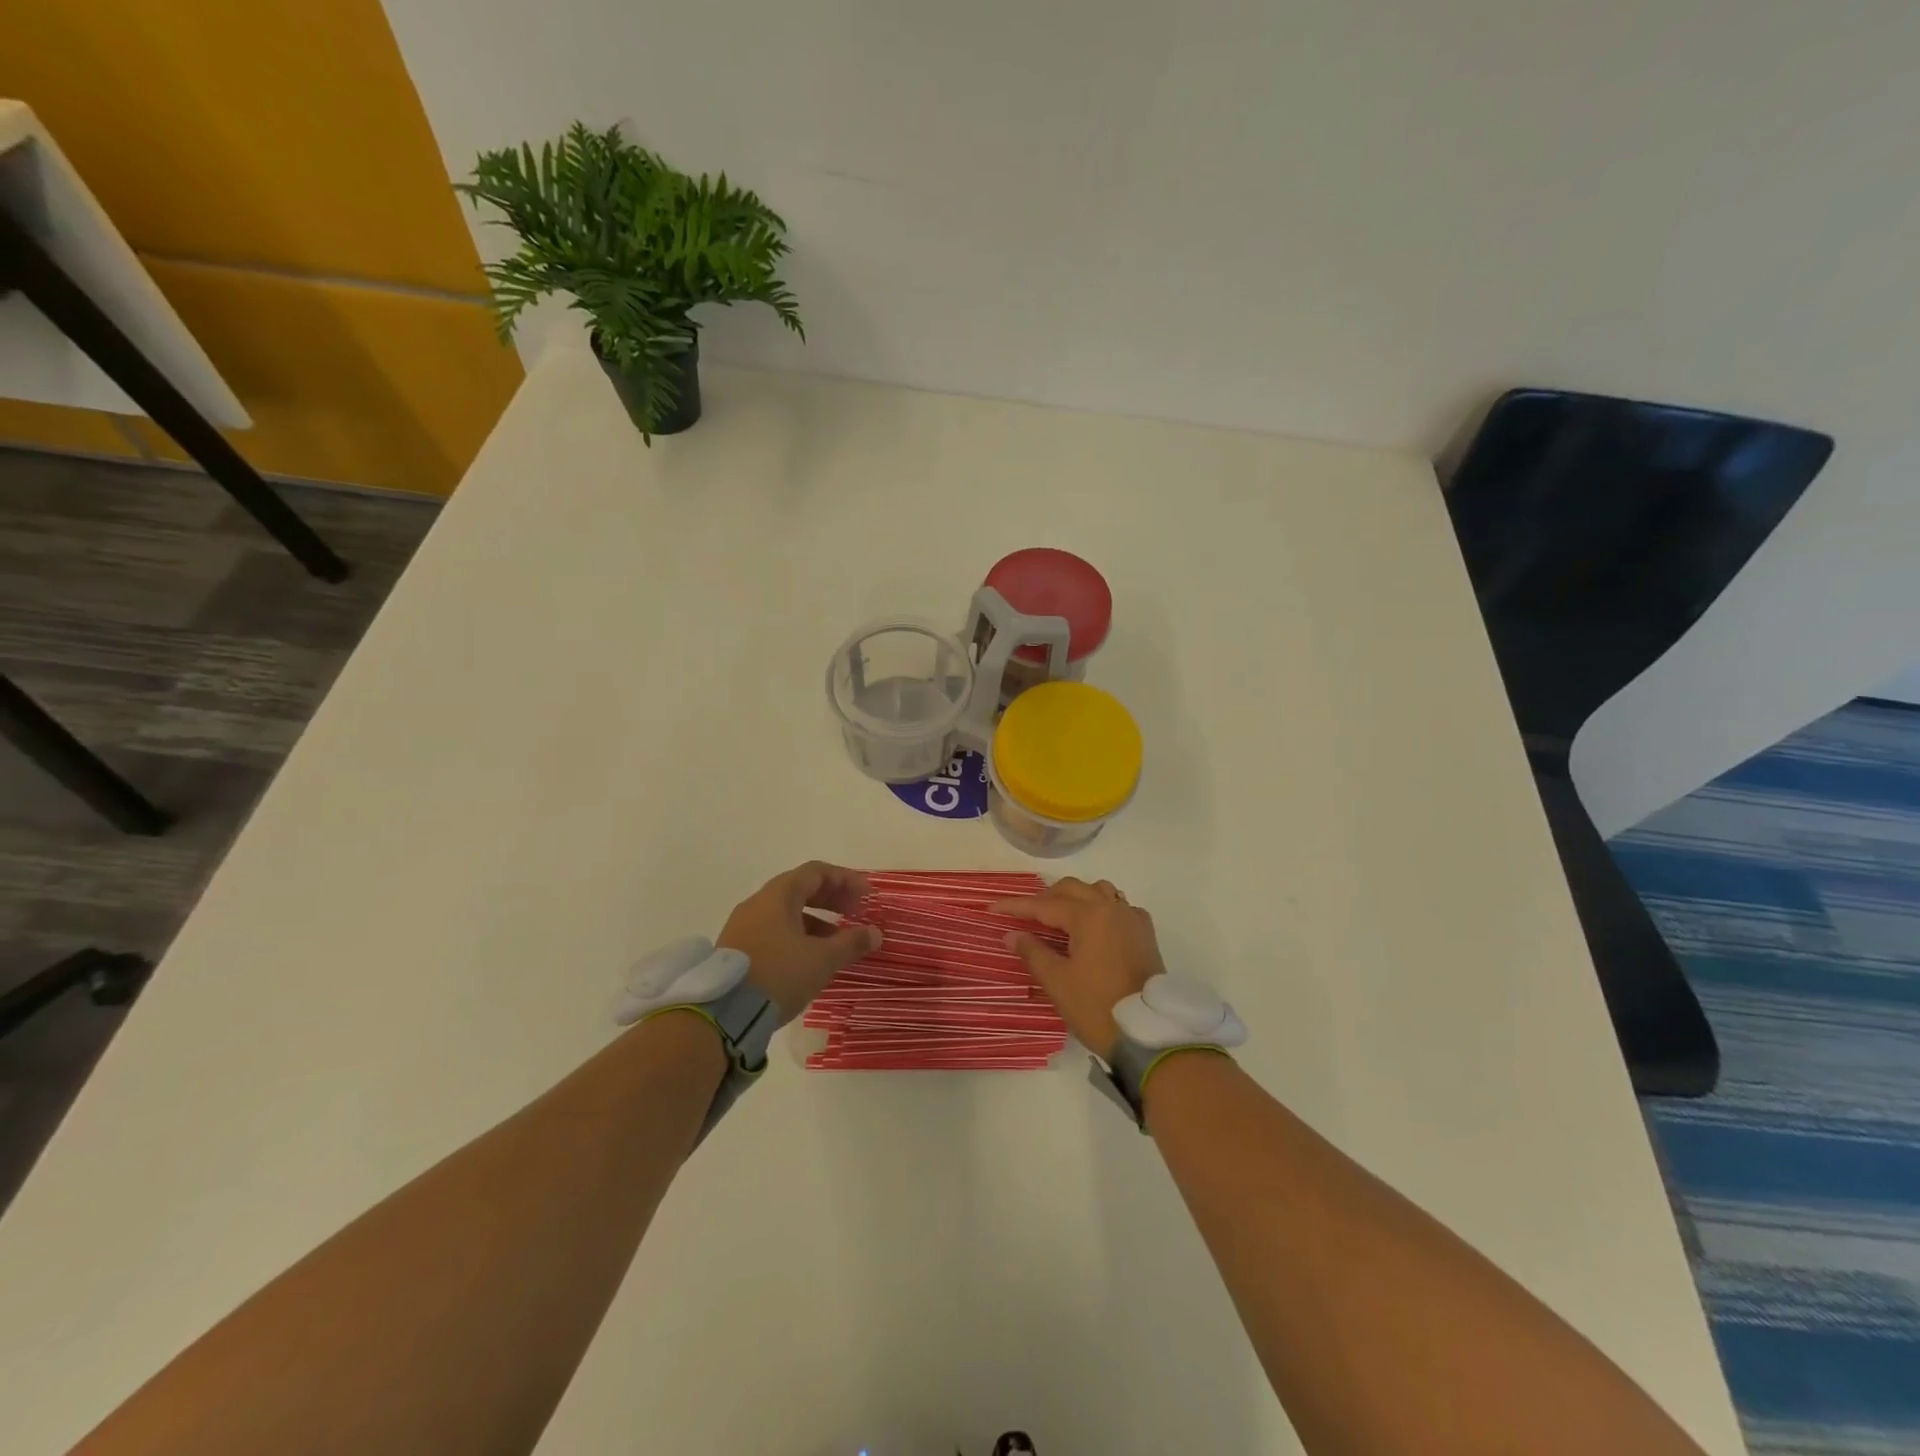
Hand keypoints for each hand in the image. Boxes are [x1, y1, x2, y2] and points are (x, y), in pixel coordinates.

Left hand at [717, 862, 881, 1022]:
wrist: (722, 1014)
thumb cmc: (778, 975)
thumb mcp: (822, 960)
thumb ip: (851, 943)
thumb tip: (875, 933)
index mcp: (778, 895)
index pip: (816, 872)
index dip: (846, 880)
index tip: (867, 895)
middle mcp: (758, 903)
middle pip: (801, 889)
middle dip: (832, 898)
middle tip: (856, 912)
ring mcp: (743, 926)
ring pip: (787, 912)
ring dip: (816, 920)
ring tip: (838, 940)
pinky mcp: (737, 949)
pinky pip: (774, 930)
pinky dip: (798, 935)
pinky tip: (811, 957)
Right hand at [994, 878, 1164, 1060]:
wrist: (1147, 1034)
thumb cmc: (1097, 1007)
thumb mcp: (1057, 982)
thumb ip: (1033, 952)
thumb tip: (1012, 934)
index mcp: (1088, 916)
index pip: (1045, 905)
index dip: (1017, 906)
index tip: (993, 908)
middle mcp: (1111, 908)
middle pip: (1072, 889)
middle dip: (1046, 898)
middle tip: (1025, 915)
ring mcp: (1132, 919)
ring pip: (1099, 891)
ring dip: (1076, 897)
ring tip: (1059, 916)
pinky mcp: (1145, 934)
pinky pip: (1119, 907)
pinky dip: (1102, 908)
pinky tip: (1094, 927)